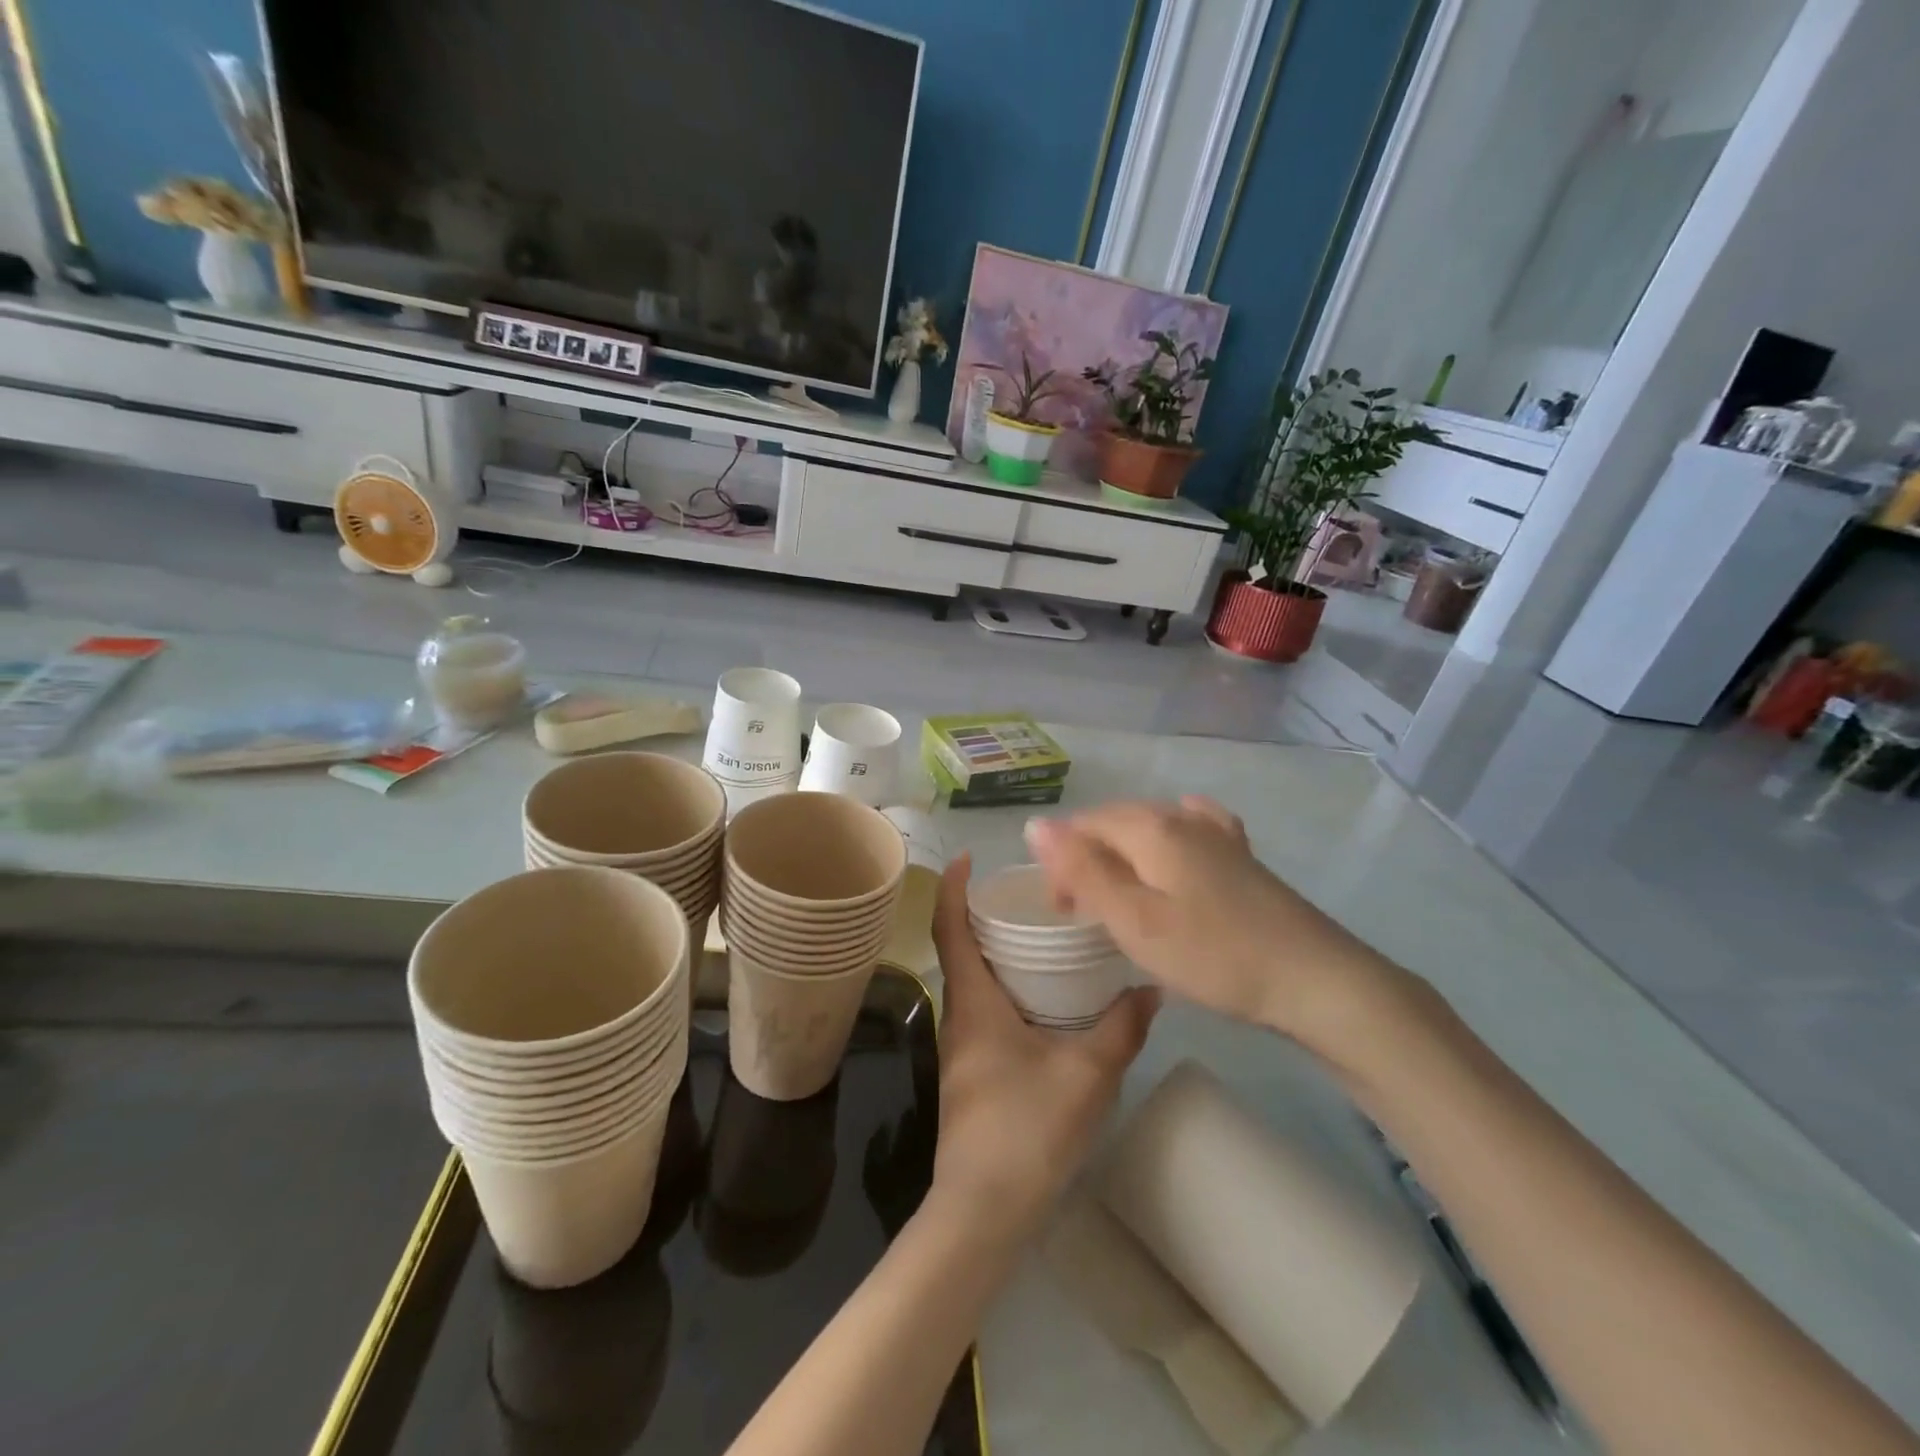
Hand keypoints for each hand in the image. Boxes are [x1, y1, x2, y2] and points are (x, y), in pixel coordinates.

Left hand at [929, 854, 1157, 1238]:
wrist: (983, 1211)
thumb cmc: (1026, 1129)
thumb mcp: (1086, 1075)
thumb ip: (1120, 1029)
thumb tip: (1150, 989)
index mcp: (973, 1002)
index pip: (949, 929)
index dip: (951, 888)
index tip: (966, 857)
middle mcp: (959, 1017)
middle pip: (960, 951)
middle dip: (983, 916)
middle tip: (1027, 895)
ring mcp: (963, 1048)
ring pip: (974, 984)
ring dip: (997, 955)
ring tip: (1041, 938)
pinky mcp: (974, 1074)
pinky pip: (986, 1012)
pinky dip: (1007, 990)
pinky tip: (1045, 1002)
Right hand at [1024, 798, 1397, 1047]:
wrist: (1315, 979)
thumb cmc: (1214, 954)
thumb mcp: (1134, 920)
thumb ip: (1083, 871)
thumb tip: (1035, 825)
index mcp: (1151, 827)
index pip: (1085, 825)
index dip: (1061, 860)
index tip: (1061, 910)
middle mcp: (1182, 817)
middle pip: (1116, 823)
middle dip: (1089, 858)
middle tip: (1083, 914)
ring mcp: (1217, 834)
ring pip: (1150, 828)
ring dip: (1124, 856)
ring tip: (1121, 897)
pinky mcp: (1241, 856)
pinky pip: (1190, 832)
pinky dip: (1167, 844)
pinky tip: (1175, 854)